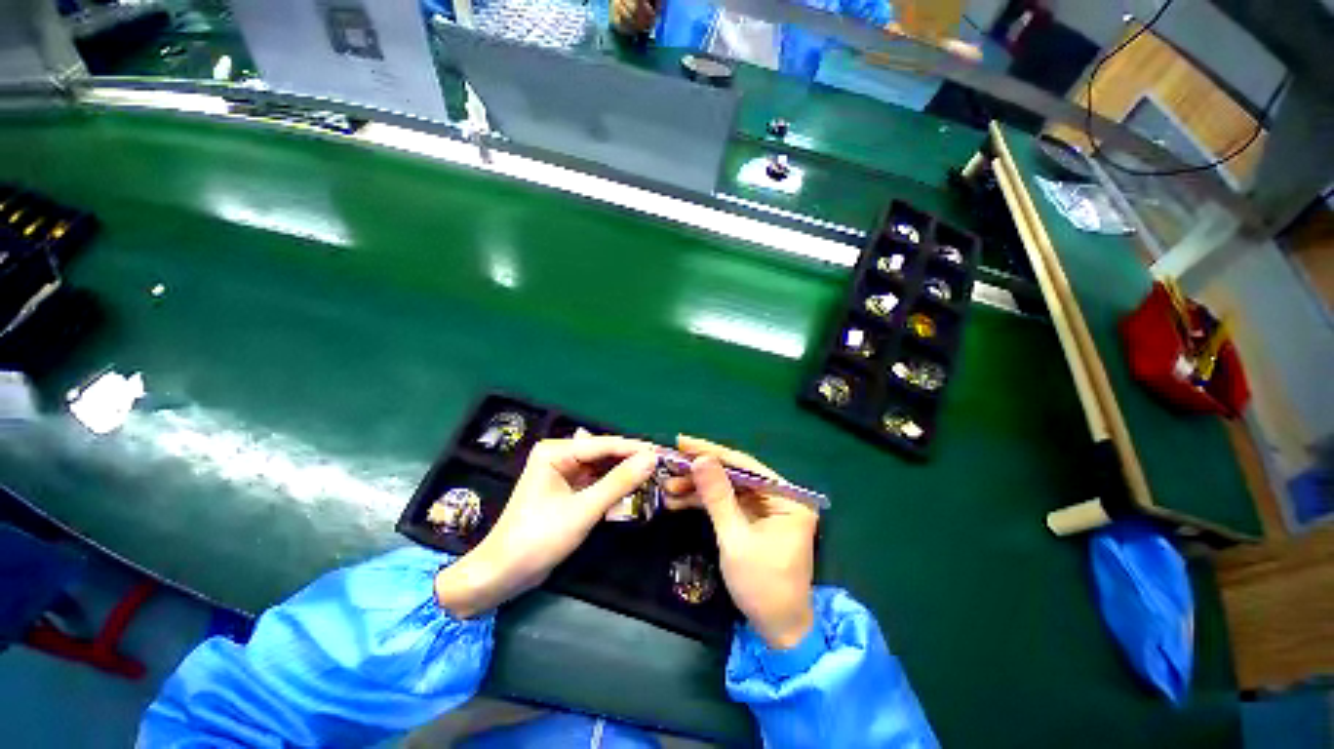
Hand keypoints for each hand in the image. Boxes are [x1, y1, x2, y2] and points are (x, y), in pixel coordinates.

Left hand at [435, 434, 657, 617]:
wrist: (503, 574)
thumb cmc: (539, 537)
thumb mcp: (584, 509)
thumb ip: (619, 483)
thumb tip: (651, 459)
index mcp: (555, 452)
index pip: (602, 444)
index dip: (633, 448)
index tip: (661, 453)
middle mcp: (559, 456)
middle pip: (603, 454)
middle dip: (629, 461)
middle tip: (660, 466)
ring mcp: (562, 473)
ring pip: (601, 468)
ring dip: (623, 474)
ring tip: (652, 476)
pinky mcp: (566, 490)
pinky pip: (595, 482)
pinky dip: (612, 487)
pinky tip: (632, 489)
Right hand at [665, 436, 818, 649]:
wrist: (778, 631)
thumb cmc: (763, 587)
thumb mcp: (735, 539)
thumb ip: (717, 497)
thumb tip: (700, 459)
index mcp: (789, 498)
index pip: (746, 466)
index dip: (712, 452)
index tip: (683, 442)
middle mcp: (780, 497)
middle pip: (734, 475)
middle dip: (700, 473)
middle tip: (670, 465)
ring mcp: (767, 508)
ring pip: (727, 488)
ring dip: (698, 488)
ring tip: (667, 486)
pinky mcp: (754, 519)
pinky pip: (727, 503)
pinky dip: (704, 502)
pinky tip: (679, 500)